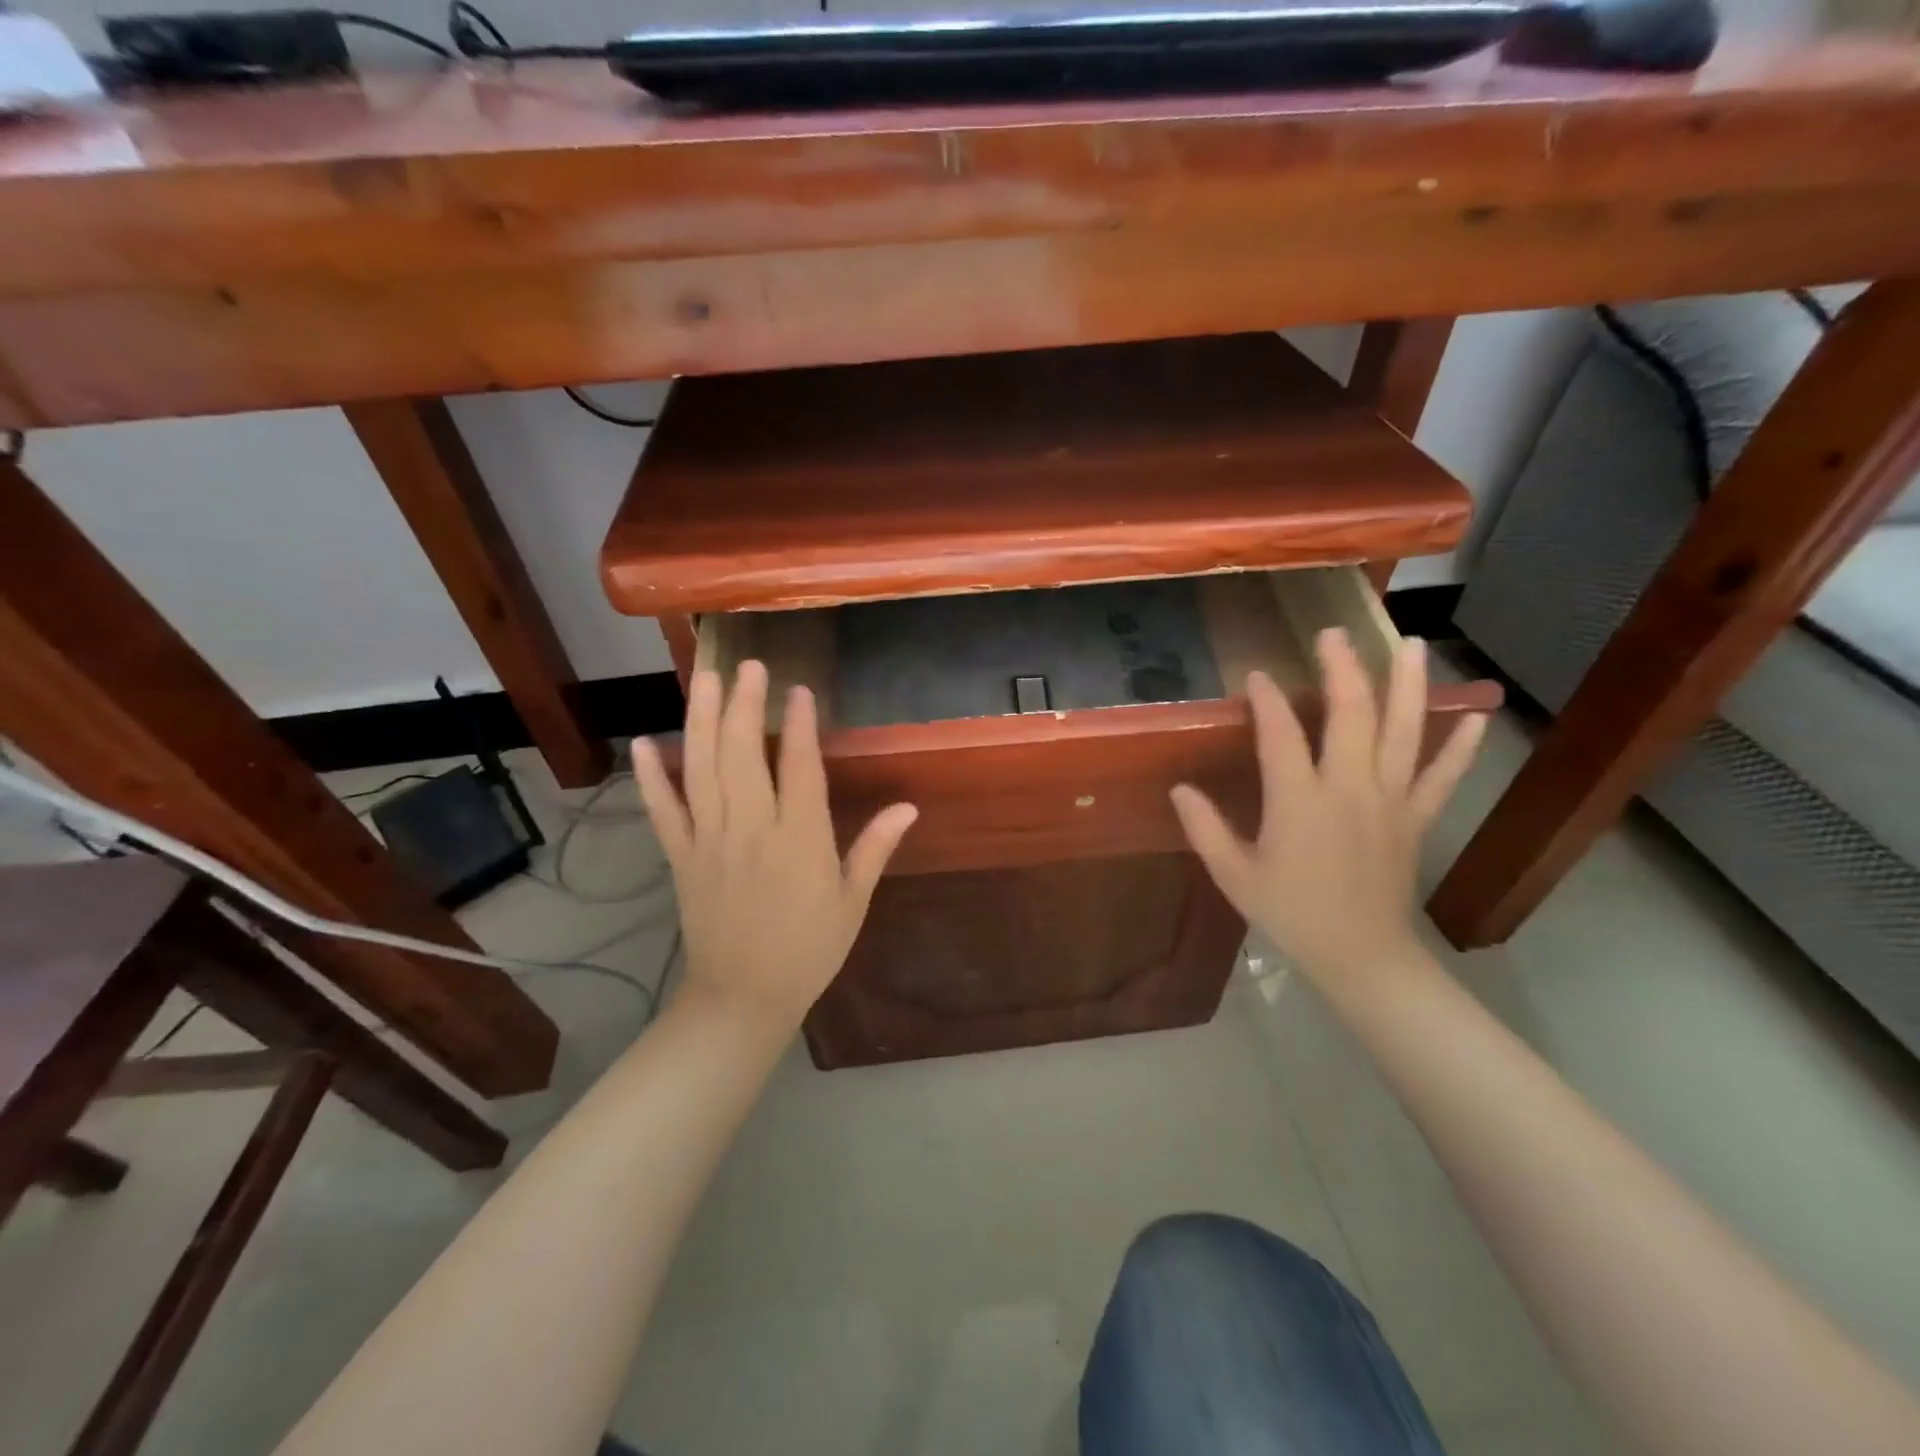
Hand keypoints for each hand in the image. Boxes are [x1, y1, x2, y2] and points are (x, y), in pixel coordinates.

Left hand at [631, 661, 918, 1031]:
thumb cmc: (808, 950)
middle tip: (748, 665)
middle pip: (742, 753)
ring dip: (700, 719)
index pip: (798, 767)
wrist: (742, 998)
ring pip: (701, 769)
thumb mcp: (852, 902)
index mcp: (800, 840)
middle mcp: (751, 829)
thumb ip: (875, 849)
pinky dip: (651, 776)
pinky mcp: (681, 857)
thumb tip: (908, 806)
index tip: (799, 689)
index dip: (798, 724)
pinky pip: (663, 810)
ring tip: (703, 678)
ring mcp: (710, 840)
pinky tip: (644, 743)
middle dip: (744, 704)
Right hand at [1170, 630, 1484, 987]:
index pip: (1281, 733)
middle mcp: (1349, 788)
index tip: (1257, 677)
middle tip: (1332, 633)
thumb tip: (1179, 789)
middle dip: (1341, 668)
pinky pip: (1443, 776)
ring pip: (1404, 731)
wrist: (1360, 956)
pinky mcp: (1416, 818)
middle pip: (1351, 713)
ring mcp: (1390, 800)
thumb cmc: (1290, 913)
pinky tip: (1475, 715)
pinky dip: (1460, 746)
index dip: (1267, 700)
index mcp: (1299, 800)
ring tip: (1409, 642)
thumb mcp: (1234, 875)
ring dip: (1406, 683)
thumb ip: (1204, 828)